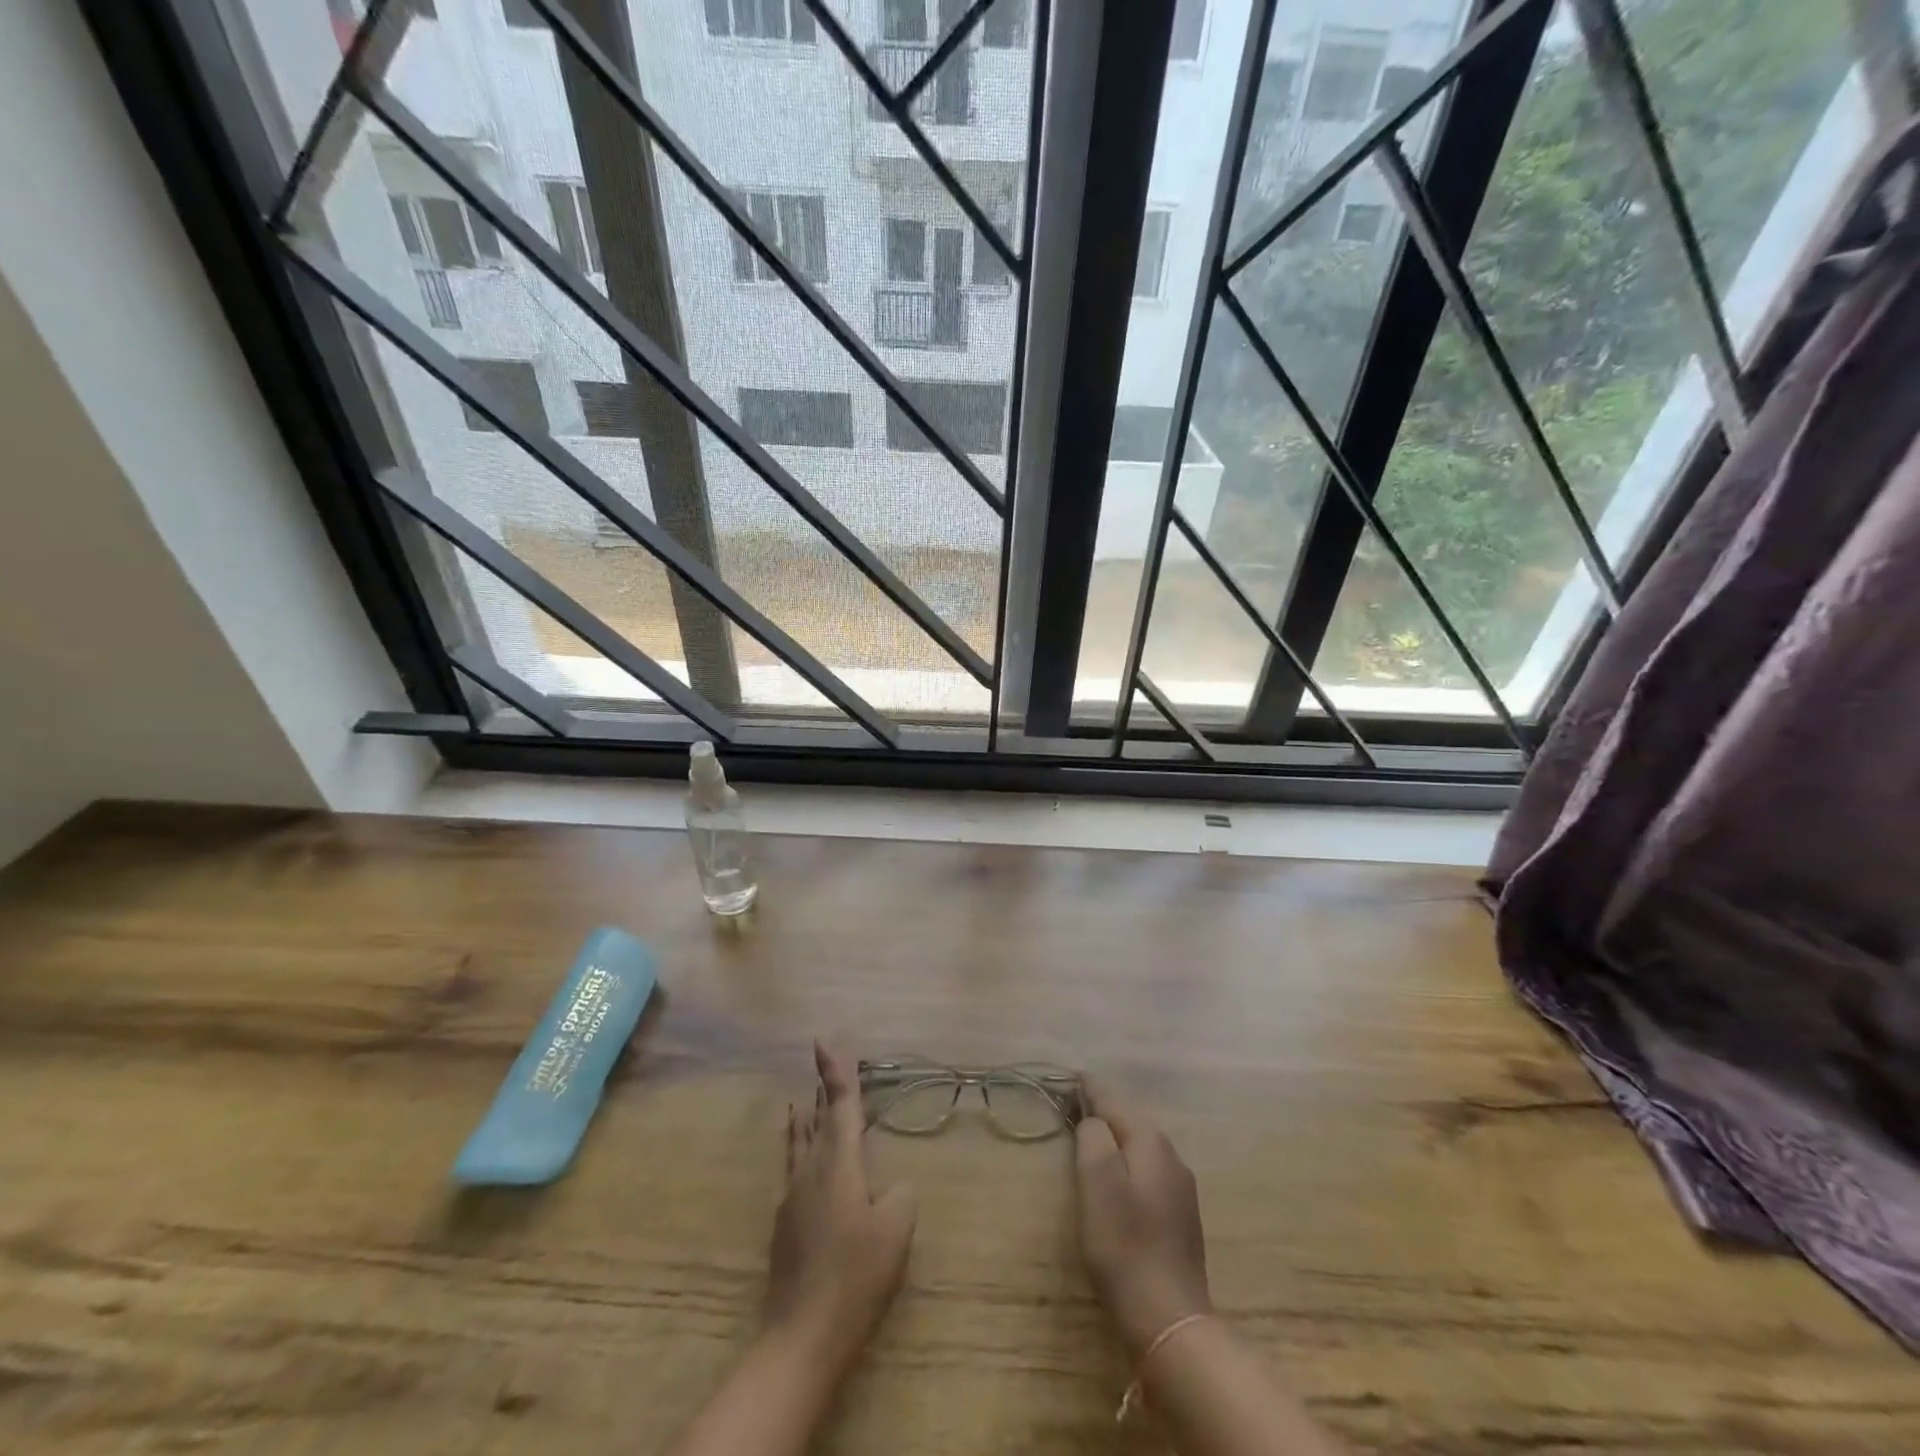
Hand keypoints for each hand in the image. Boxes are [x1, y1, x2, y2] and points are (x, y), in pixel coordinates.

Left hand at [763, 1041, 917, 1375]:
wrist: (802, 1335)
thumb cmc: (856, 1274)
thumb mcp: (897, 1228)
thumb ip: (900, 1194)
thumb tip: (891, 1186)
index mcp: (838, 1162)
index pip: (838, 1104)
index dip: (835, 1070)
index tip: (823, 1040)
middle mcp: (810, 1169)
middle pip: (814, 1118)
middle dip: (821, 1091)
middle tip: (824, 1066)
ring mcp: (792, 1197)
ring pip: (798, 1144)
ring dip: (805, 1119)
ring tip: (804, 1102)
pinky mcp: (785, 1224)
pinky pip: (794, 1169)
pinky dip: (800, 1150)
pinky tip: (805, 1163)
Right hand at [1073, 1079, 1212, 1357]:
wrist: (1169, 1318)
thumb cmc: (1124, 1244)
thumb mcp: (1096, 1181)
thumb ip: (1093, 1136)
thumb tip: (1093, 1120)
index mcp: (1151, 1141)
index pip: (1113, 1100)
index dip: (1089, 1088)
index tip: (1070, 1075)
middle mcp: (1171, 1155)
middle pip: (1129, 1121)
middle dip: (1102, 1111)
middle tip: (1072, 1105)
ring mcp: (1180, 1187)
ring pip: (1140, 1147)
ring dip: (1115, 1139)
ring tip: (1089, 1137)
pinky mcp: (1180, 1216)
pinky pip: (1147, 1172)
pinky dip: (1127, 1163)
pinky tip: (1116, 1178)